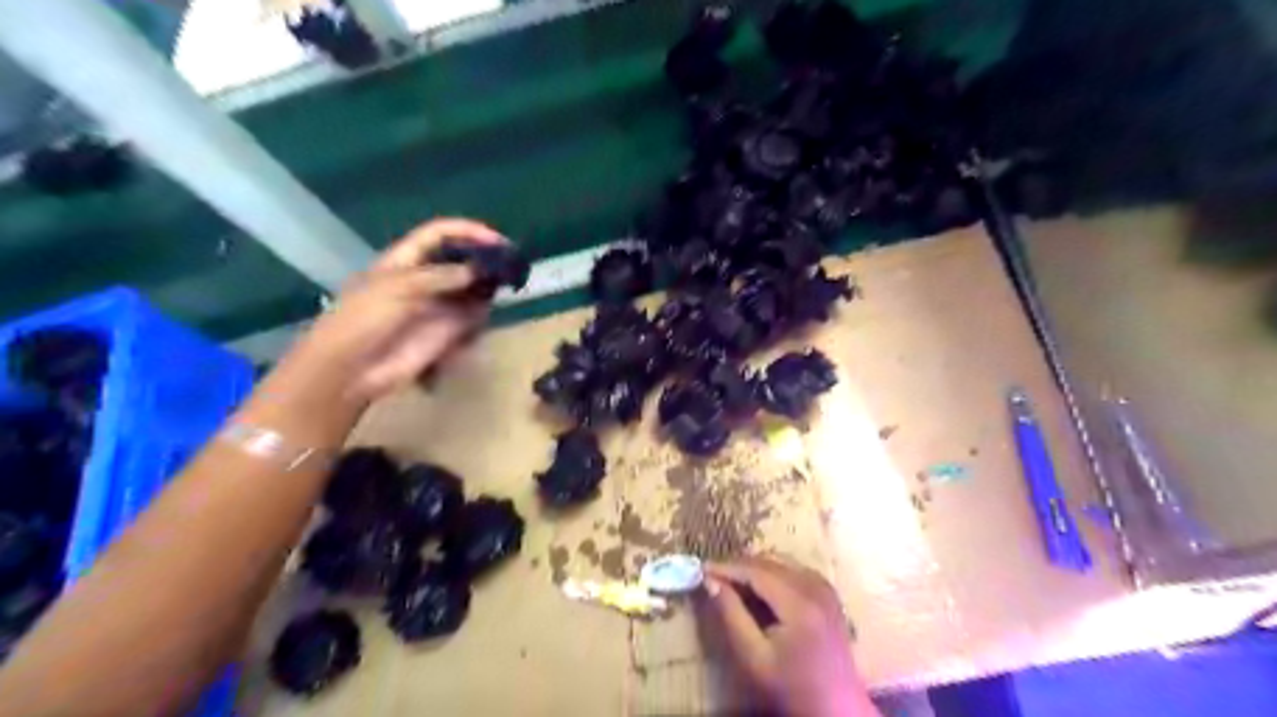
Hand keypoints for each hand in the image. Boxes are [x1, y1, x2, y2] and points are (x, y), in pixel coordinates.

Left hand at [284, 219, 507, 404]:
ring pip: (472, 288)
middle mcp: (426, 279)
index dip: (468, 232)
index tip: (496, 241)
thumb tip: (478, 269)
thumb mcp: (398, 288)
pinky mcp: (448, 332)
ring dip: (488, 286)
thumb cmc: (364, 320)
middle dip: (485, 259)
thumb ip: (440, 276)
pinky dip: (484, 314)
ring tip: (509, 287)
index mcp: (406, 260)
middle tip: (512, 265)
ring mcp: (438, 305)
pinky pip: (474, 317)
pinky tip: (488, 315)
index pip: (441, 234)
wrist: (352, 369)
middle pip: (461, 260)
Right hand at [696, 560, 879, 716]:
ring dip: (755, 567)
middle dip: (739, 565)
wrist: (836, 707)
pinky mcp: (828, 592)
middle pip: (769, 561)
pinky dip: (773, 571)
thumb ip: (732, 615)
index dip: (727, 566)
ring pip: (781, 561)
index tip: (702, 568)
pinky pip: (794, 569)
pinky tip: (759, 587)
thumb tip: (711, 581)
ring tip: (732, 582)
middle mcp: (815, 586)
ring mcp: (824, 587)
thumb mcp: (754, 657)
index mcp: (799, 604)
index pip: (756, 570)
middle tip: (713, 575)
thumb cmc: (791, 687)